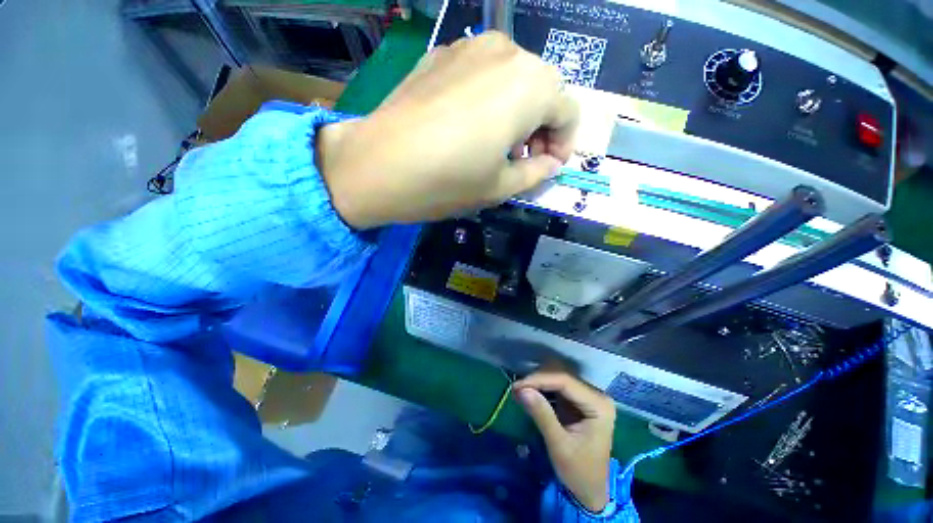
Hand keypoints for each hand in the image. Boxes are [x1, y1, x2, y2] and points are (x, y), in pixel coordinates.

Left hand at [317, 31, 578, 228]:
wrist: (378, 164)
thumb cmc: (448, 180)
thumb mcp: (501, 187)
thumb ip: (536, 173)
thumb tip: (551, 164)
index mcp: (531, 86)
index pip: (568, 112)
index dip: (563, 144)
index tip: (547, 168)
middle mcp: (507, 52)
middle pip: (543, 90)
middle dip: (541, 128)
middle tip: (522, 160)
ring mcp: (470, 46)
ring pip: (514, 79)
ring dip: (517, 112)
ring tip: (495, 146)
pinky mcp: (442, 54)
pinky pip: (483, 74)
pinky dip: (490, 100)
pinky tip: (469, 127)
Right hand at [513, 369, 614, 512]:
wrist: (591, 491)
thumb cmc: (579, 471)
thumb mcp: (559, 446)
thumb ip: (542, 415)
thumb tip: (521, 389)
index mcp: (599, 404)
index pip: (565, 381)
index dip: (539, 379)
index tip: (517, 386)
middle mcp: (595, 394)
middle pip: (561, 376)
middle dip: (537, 380)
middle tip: (516, 390)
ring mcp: (587, 396)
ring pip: (558, 378)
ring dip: (537, 383)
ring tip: (519, 392)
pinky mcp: (578, 400)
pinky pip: (557, 387)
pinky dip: (541, 389)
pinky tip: (528, 395)